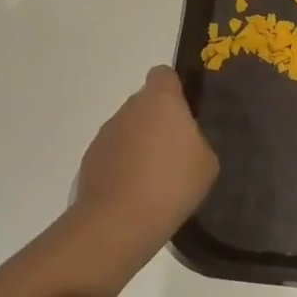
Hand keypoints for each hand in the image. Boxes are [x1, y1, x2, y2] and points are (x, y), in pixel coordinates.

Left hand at [76, 66, 218, 241]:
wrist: (119, 221)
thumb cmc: (172, 183)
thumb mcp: (207, 163)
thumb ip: (197, 141)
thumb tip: (184, 142)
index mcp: (160, 101)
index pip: (163, 75)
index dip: (174, 89)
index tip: (185, 111)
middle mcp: (129, 109)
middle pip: (145, 104)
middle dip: (158, 122)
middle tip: (176, 152)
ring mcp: (105, 133)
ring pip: (128, 130)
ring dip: (139, 145)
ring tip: (155, 179)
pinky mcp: (90, 159)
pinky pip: (113, 154)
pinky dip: (123, 166)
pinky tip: (136, 193)